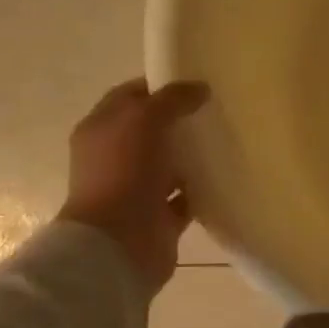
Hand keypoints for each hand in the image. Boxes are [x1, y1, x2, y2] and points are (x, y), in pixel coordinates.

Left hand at [59, 79, 209, 290]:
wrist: (119, 243)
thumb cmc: (123, 172)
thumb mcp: (144, 120)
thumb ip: (172, 99)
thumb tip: (200, 88)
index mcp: (100, 129)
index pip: (131, 97)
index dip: (160, 88)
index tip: (196, 84)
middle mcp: (115, 158)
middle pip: (152, 131)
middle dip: (181, 122)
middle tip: (217, 111)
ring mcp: (137, 189)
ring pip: (169, 165)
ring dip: (193, 157)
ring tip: (227, 142)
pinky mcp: (159, 218)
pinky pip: (185, 198)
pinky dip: (202, 190)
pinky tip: (225, 178)